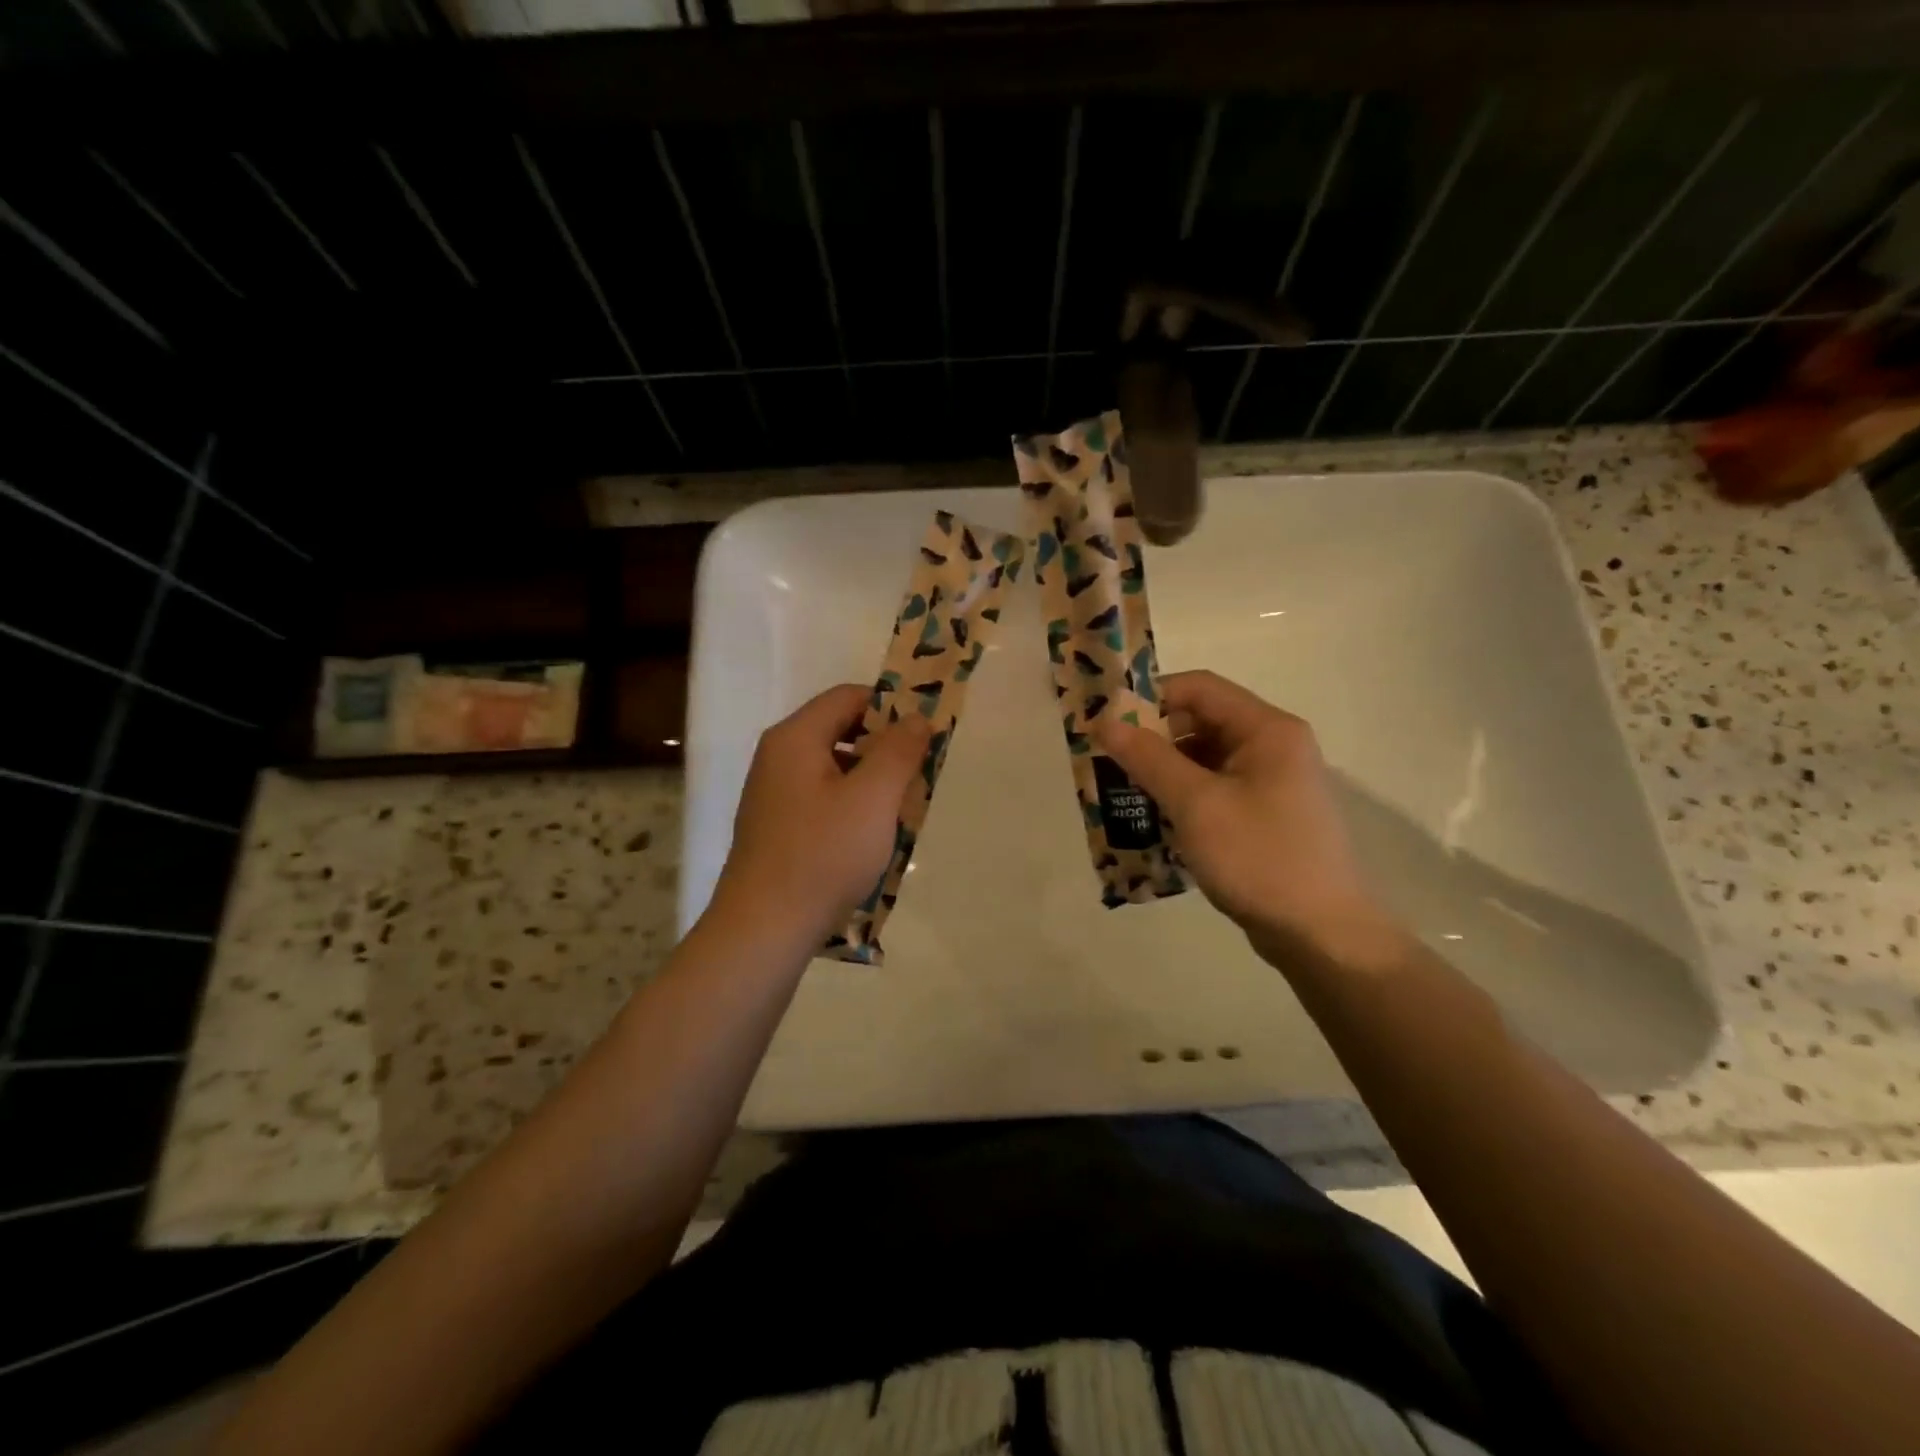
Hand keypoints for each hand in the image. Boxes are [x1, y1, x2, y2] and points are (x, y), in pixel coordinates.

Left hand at [712, 684, 931, 944]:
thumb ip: (899, 751)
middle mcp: (778, 757)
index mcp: (795, 738)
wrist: (764, 928)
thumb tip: (916, 717)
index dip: (890, 707)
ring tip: (900, 811)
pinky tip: (870, 837)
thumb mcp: (873, 798)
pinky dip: (851, 805)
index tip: (923, 736)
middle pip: (840, 729)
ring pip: (833, 767)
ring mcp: (773, 793)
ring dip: (871, 780)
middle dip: (883, 747)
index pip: (848, 696)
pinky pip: (821, 798)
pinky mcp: (776, 826)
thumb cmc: (823, 855)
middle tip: (917, 775)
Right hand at [1095, 670, 1402, 971]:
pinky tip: (1151, 818)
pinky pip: (1213, 790)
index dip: (1150, 697)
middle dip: (1151, 739)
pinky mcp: (1263, 815)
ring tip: (1120, 792)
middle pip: (1201, 722)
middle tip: (1107, 761)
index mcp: (1267, 730)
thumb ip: (1149, 758)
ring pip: (1204, 759)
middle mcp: (1273, 746)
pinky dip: (1181, 797)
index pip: (1200, 688)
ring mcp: (1270, 782)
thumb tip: (1104, 721)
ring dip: (1162, 771)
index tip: (1108, 722)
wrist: (1320, 934)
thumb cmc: (1259, 858)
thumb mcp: (1196, 804)